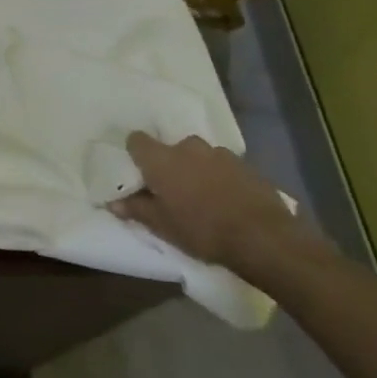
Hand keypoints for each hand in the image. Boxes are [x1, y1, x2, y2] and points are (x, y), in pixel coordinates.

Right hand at [109, 132, 303, 272]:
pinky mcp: (245, 165)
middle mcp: (187, 147)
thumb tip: (112, 202)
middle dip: (171, 164)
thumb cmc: (202, 230)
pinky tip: (229, 200)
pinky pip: (224, 166)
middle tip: (175, 190)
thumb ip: (136, 209)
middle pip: (171, 148)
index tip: (140, 171)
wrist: (263, 237)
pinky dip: (222, 178)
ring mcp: (219, 154)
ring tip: (205, 197)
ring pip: (199, 156)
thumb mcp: (162, 226)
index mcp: (161, 159)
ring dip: (198, 170)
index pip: (137, 139)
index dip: (136, 153)